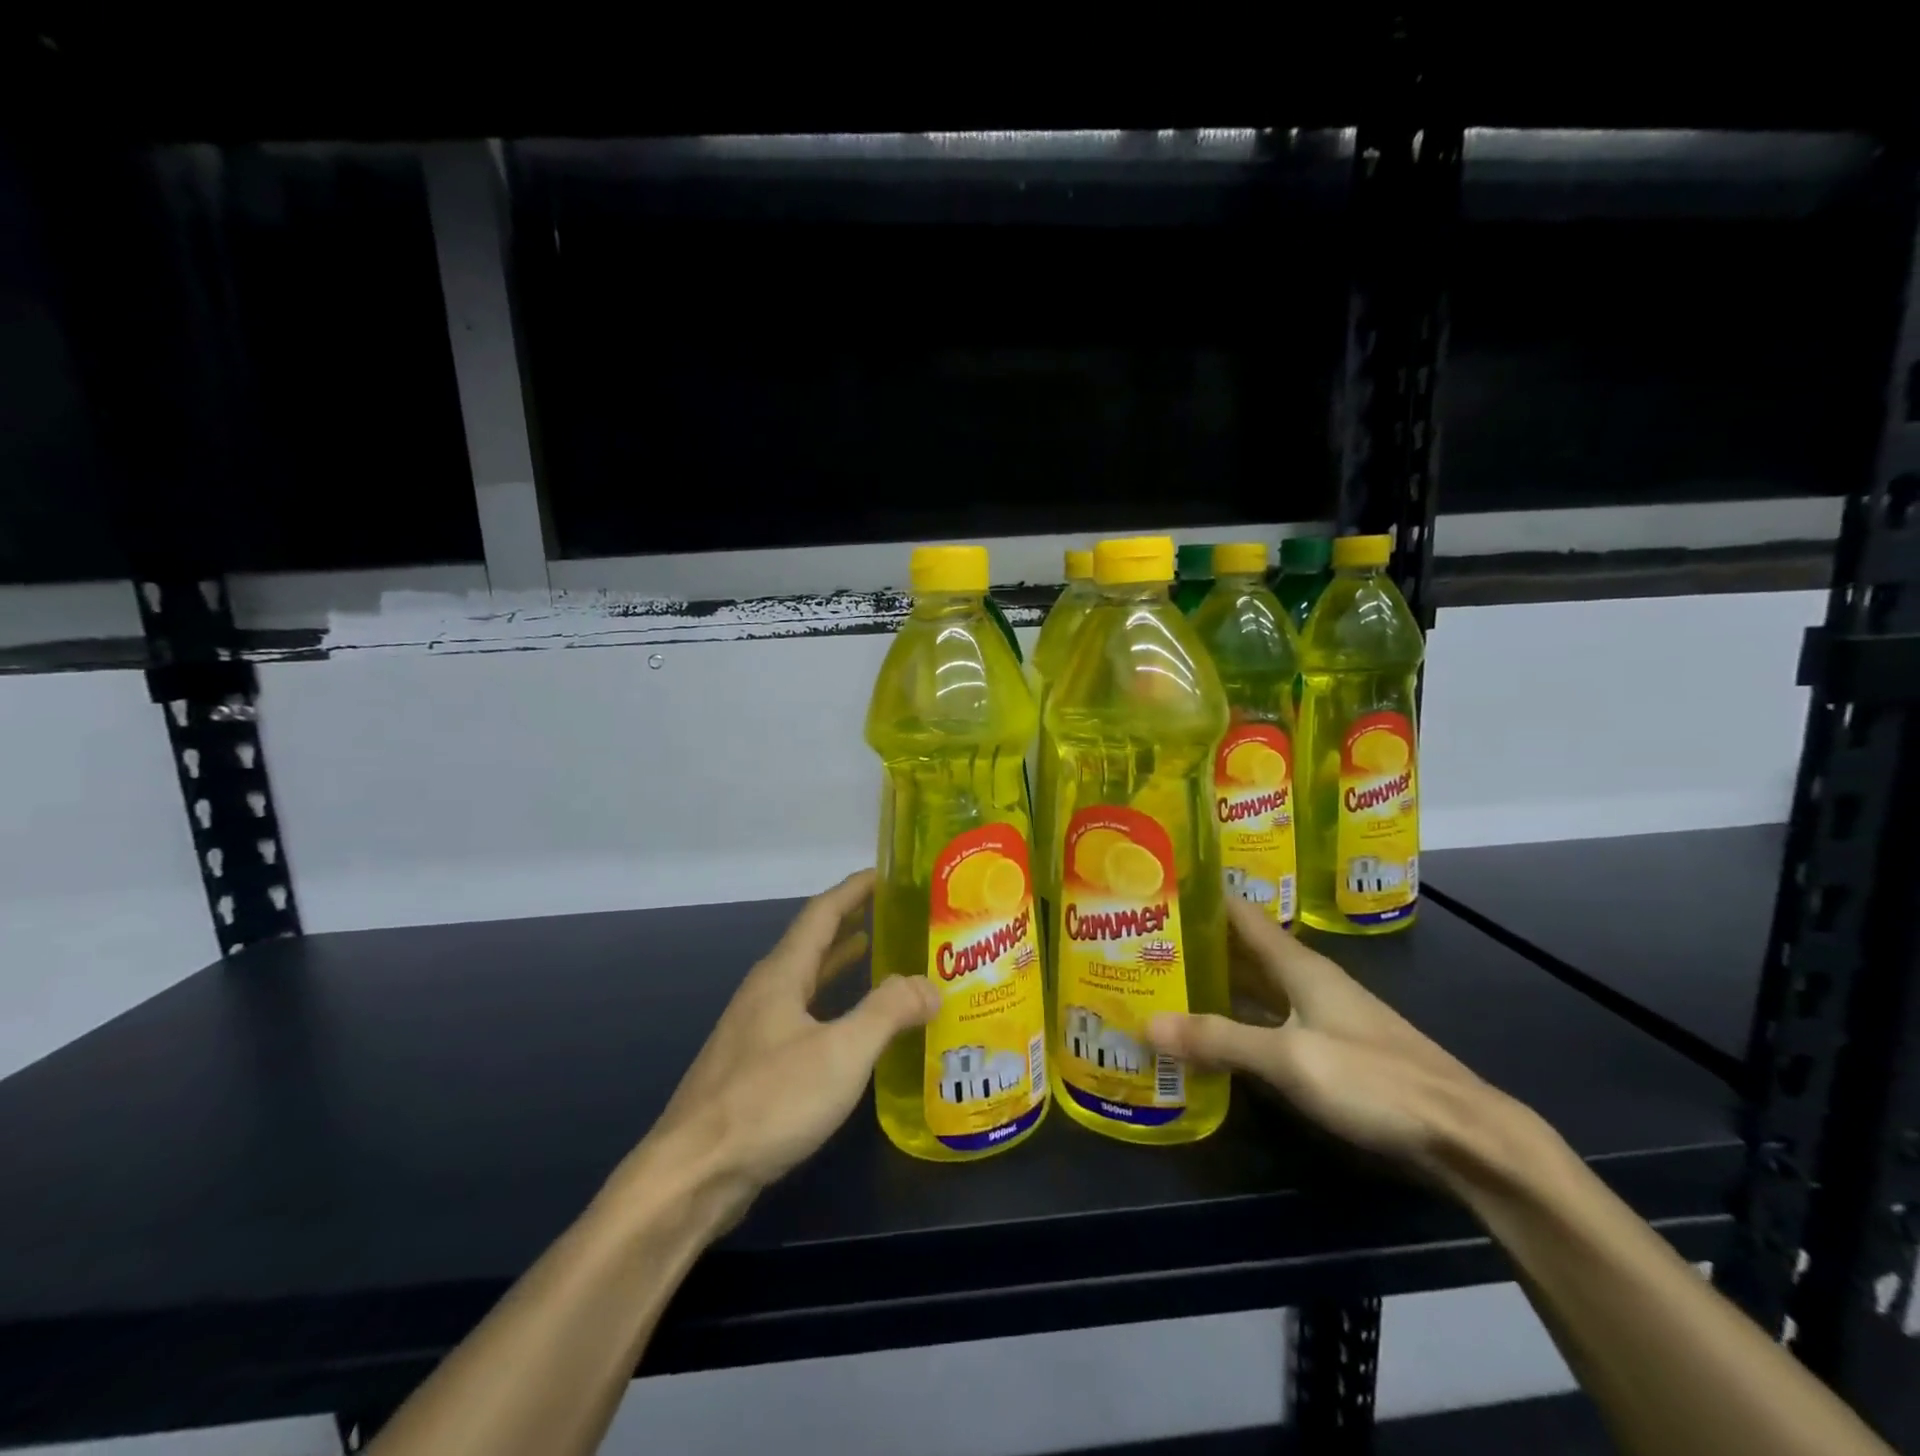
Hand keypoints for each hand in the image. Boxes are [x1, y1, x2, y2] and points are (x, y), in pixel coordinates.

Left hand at [636, 870, 937, 1222]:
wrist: (693, 1175)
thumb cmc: (769, 1101)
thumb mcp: (841, 1052)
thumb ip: (888, 1011)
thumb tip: (930, 984)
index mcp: (781, 975)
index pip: (822, 913)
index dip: (854, 889)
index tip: (886, 872)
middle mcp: (765, 992)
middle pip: (811, 943)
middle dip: (850, 921)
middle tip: (893, 912)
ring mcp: (754, 1030)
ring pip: (805, 981)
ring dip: (839, 963)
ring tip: (875, 952)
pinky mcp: (753, 1066)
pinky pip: (801, 1015)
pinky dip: (830, 1004)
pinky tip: (848, 1028)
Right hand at [1147, 898, 1521, 1183]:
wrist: (1463, 1136)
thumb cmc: (1375, 1080)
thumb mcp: (1289, 1058)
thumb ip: (1219, 1040)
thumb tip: (1147, 1024)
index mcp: (1300, 965)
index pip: (1241, 913)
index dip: (1201, 896)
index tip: (1157, 887)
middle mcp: (1308, 980)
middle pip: (1243, 949)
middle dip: (1196, 942)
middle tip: (1141, 940)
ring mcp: (1320, 1015)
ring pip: (1255, 986)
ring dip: (1214, 982)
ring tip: (1162, 981)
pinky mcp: (1328, 1049)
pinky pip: (1268, 1020)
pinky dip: (1236, 1018)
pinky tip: (1209, 1033)